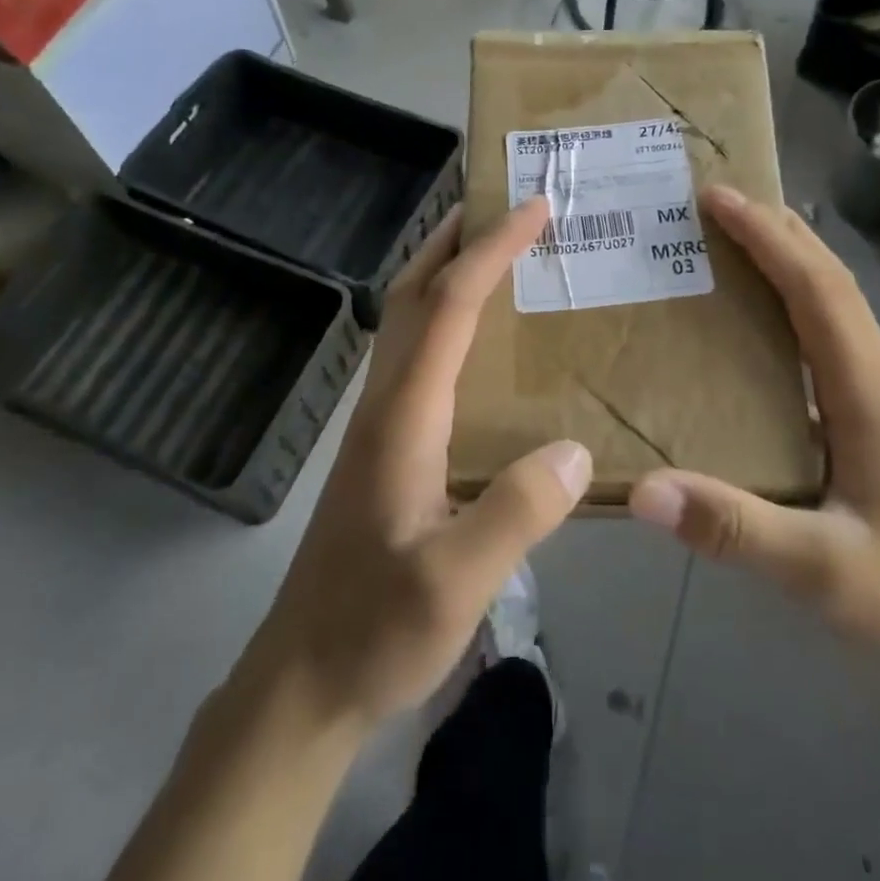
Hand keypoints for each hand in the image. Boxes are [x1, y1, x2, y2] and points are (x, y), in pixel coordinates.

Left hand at [253, 198, 590, 729]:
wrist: (303, 679)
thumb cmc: (375, 628)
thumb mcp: (454, 582)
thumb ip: (516, 514)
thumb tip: (577, 451)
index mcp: (405, 413)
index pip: (451, 305)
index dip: (492, 250)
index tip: (533, 208)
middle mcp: (387, 400)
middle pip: (416, 292)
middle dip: (456, 236)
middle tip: (504, 201)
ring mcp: (380, 420)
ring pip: (410, 318)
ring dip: (446, 269)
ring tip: (496, 249)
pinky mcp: (385, 442)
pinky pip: (417, 352)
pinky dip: (446, 314)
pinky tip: (478, 338)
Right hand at [628, 187, 879, 696]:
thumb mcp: (824, 574)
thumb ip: (734, 529)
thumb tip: (643, 490)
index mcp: (872, 392)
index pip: (817, 289)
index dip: (767, 237)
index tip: (718, 197)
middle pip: (831, 282)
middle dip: (777, 232)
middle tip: (716, 204)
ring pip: (837, 308)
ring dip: (789, 264)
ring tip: (733, 245)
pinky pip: (833, 342)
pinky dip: (797, 308)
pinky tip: (764, 328)